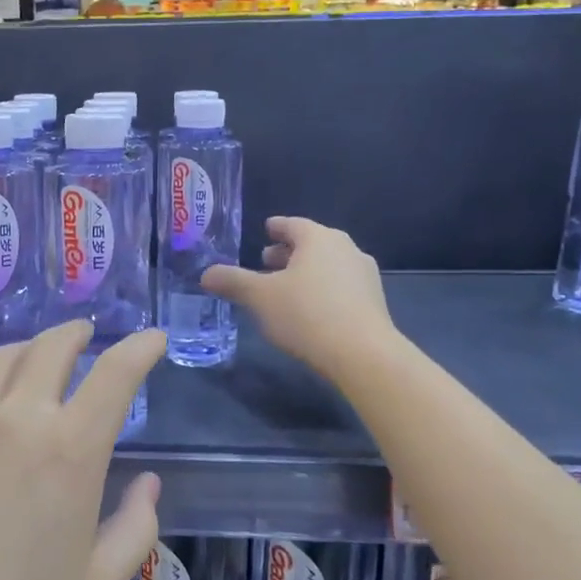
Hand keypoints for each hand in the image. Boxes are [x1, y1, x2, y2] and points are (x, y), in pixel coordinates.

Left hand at [0, 321, 165, 579]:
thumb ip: (135, 530)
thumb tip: (149, 483)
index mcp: (71, 451)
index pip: (115, 374)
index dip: (140, 348)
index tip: (153, 338)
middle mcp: (21, 417)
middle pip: (54, 346)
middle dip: (78, 334)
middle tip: (88, 336)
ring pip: (6, 353)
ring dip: (33, 344)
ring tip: (42, 353)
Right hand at [201, 216, 395, 381]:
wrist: (363, 355)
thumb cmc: (306, 314)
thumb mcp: (259, 297)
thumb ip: (232, 281)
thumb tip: (206, 273)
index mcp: (318, 238)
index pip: (292, 224)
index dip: (275, 227)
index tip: (265, 230)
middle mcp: (346, 248)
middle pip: (311, 244)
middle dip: (287, 252)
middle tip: (265, 262)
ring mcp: (364, 275)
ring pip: (327, 266)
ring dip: (305, 273)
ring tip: (284, 289)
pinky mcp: (374, 302)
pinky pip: (340, 286)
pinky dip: (321, 290)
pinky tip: (308, 310)